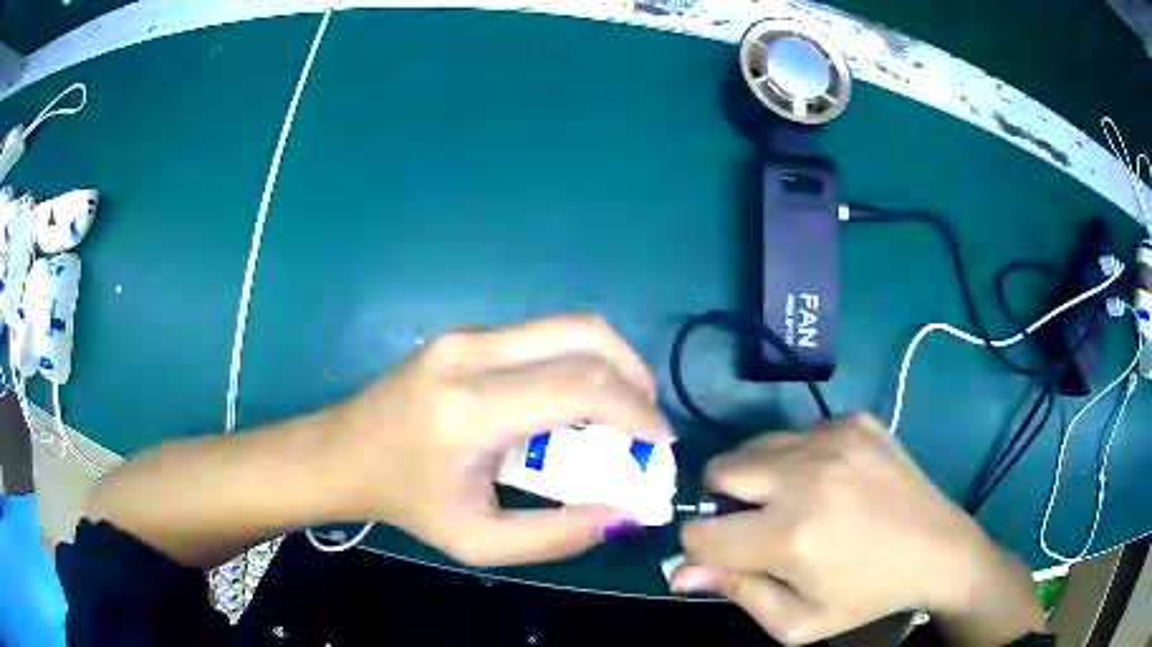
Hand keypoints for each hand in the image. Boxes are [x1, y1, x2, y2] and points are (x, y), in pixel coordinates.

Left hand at [330, 314, 671, 566]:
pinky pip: (542, 334)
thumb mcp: (479, 542)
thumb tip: (625, 513)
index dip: (636, 411)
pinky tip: (576, 399)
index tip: (659, 442)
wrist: (343, 453)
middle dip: (634, 375)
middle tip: (647, 420)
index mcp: (471, 410)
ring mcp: (466, 335)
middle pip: (584, 335)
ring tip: (622, 409)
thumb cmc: (408, 502)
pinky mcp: (465, 333)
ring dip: (610, 362)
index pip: (579, 388)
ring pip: (567, 325)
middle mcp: (472, 355)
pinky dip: (578, 360)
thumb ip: (557, 535)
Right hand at [671, 415, 1043, 645]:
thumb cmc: (866, 596)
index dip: (703, 549)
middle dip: (723, 502)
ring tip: (795, 502)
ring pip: (755, 446)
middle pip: (718, 470)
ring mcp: (833, 439)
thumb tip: (681, 572)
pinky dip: (799, 458)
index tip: (728, 557)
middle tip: (757, 525)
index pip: (699, 532)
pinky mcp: (855, 422)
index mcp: (789, 536)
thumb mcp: (797, 622)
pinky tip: (832, 481)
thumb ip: (737, 594)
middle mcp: (805, 476)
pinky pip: (799, 433)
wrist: (938, 549)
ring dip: (760, 477)